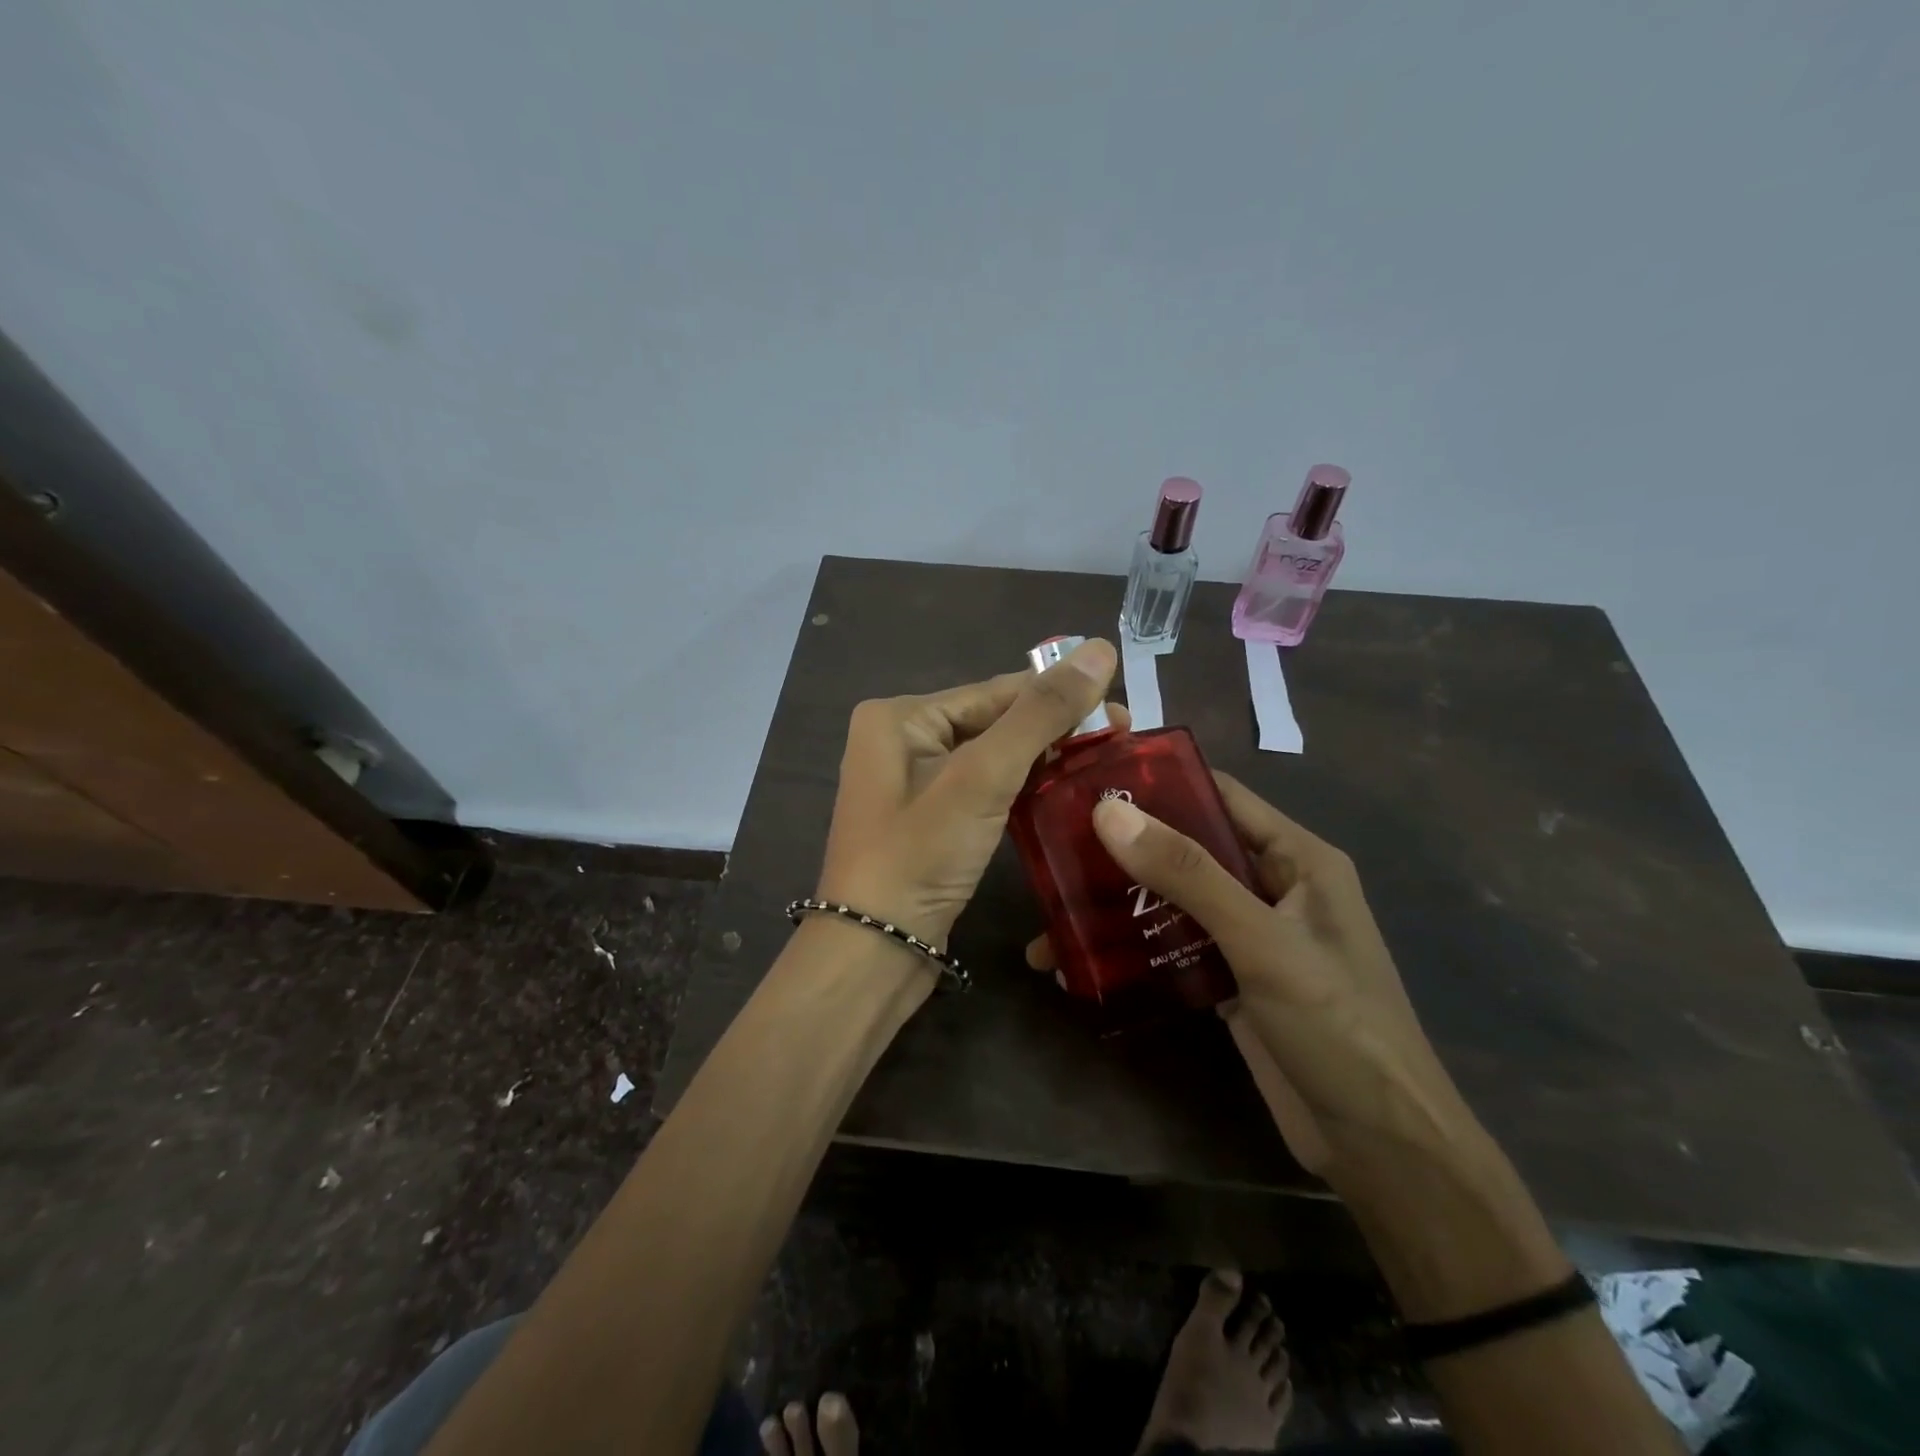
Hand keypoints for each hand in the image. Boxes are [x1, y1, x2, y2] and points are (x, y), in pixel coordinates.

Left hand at [815, 638, 1119, 950]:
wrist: (874, 952)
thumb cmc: (920, 855)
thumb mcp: (982, 777)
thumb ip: (1040, 714)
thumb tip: (1100, 649)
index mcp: (899, 716)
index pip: (995, 693)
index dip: (1060, 696)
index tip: (1122, 707)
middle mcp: (900, 740)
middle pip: (993, 722)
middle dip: (1055, 730)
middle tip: (1121, 737)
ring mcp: (912, 783)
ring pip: (992, 757)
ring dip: (1043, 759)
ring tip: (1103, 762)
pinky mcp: (929, 820)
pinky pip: (983, 789)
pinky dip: (1021, 789)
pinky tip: (1063, 792)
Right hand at [1028, 772, 1474, 1185]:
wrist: (1381, 1148)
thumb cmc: (1336, 1026)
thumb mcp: (1261, 941)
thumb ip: (1187, 874)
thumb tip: (1106, 812)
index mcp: (1296, 857)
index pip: (1219, 796)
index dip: (1158, 783)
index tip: (1088, 784)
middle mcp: (1272, 887)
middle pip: (1188, 849)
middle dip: (1123, 851)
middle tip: (1052, 853)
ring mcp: (1250, 936)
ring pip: (1175, 900)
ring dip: (1119, 907)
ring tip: (1052, 916)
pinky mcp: (1232, 980)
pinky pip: (1174, 947)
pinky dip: (1133, 951)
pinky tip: (1081, 966)